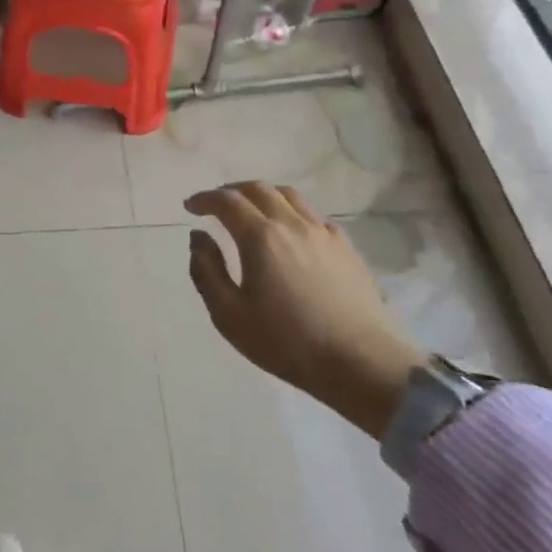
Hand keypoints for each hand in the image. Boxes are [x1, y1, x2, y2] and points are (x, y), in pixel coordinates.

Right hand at [185, 182, 424, 438]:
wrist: (361, 363)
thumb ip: (206, 271)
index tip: (191, 207)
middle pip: (258, 189)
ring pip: (288, 195)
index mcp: (261, 237)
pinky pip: (312, 214)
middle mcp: (292, 223)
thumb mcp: (229, 315)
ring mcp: (323, 232)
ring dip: (262, 195)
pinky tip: (289, 231)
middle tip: (215, 204)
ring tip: (250, 210)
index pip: (227, 201)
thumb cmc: (287, 342)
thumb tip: (198, 237)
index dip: (205, 199)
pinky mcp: (345, 246)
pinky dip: (290, 210)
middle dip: (231, 191)